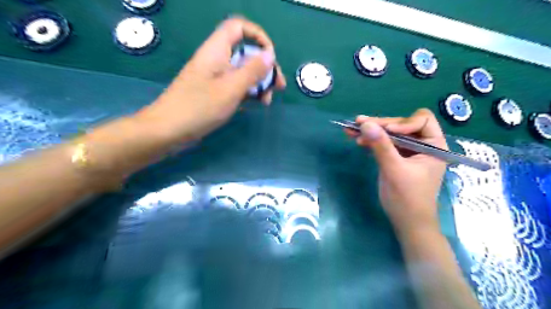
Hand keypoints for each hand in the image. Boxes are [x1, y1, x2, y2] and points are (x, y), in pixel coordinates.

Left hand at [135, 17, 286, 141]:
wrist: (168, 130)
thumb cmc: (199, 107)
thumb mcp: (231, 88)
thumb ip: (252, 70)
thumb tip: (270, 54)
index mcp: (216, 51)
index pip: (239, 27)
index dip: (258, 36)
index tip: (270, 57)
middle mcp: (216, 60)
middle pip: (245, 52)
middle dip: (264, 67)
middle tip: (278, 86)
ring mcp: (215, 77)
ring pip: (242, 71)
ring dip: (258, 83)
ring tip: (267, 101)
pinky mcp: (214, 92)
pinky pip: (235, 85)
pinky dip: (248, 92)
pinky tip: (256, 104)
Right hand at [348, 110, 446, 234]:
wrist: (406, 222)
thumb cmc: (407, 198)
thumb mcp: (394, 170)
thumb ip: (381, 146)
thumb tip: (366, 123)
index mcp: (433, 145)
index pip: (422, 120)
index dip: (403, 122)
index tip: (387, 131)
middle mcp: (422, 144)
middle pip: (401, 124)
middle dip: (380, 124)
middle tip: (358, 123)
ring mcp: (407, 151)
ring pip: (390, 133)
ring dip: (372, 131)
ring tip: (352, 129)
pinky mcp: (396, 158)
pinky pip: (383, 144)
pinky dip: (371, 141)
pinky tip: (357, 139)